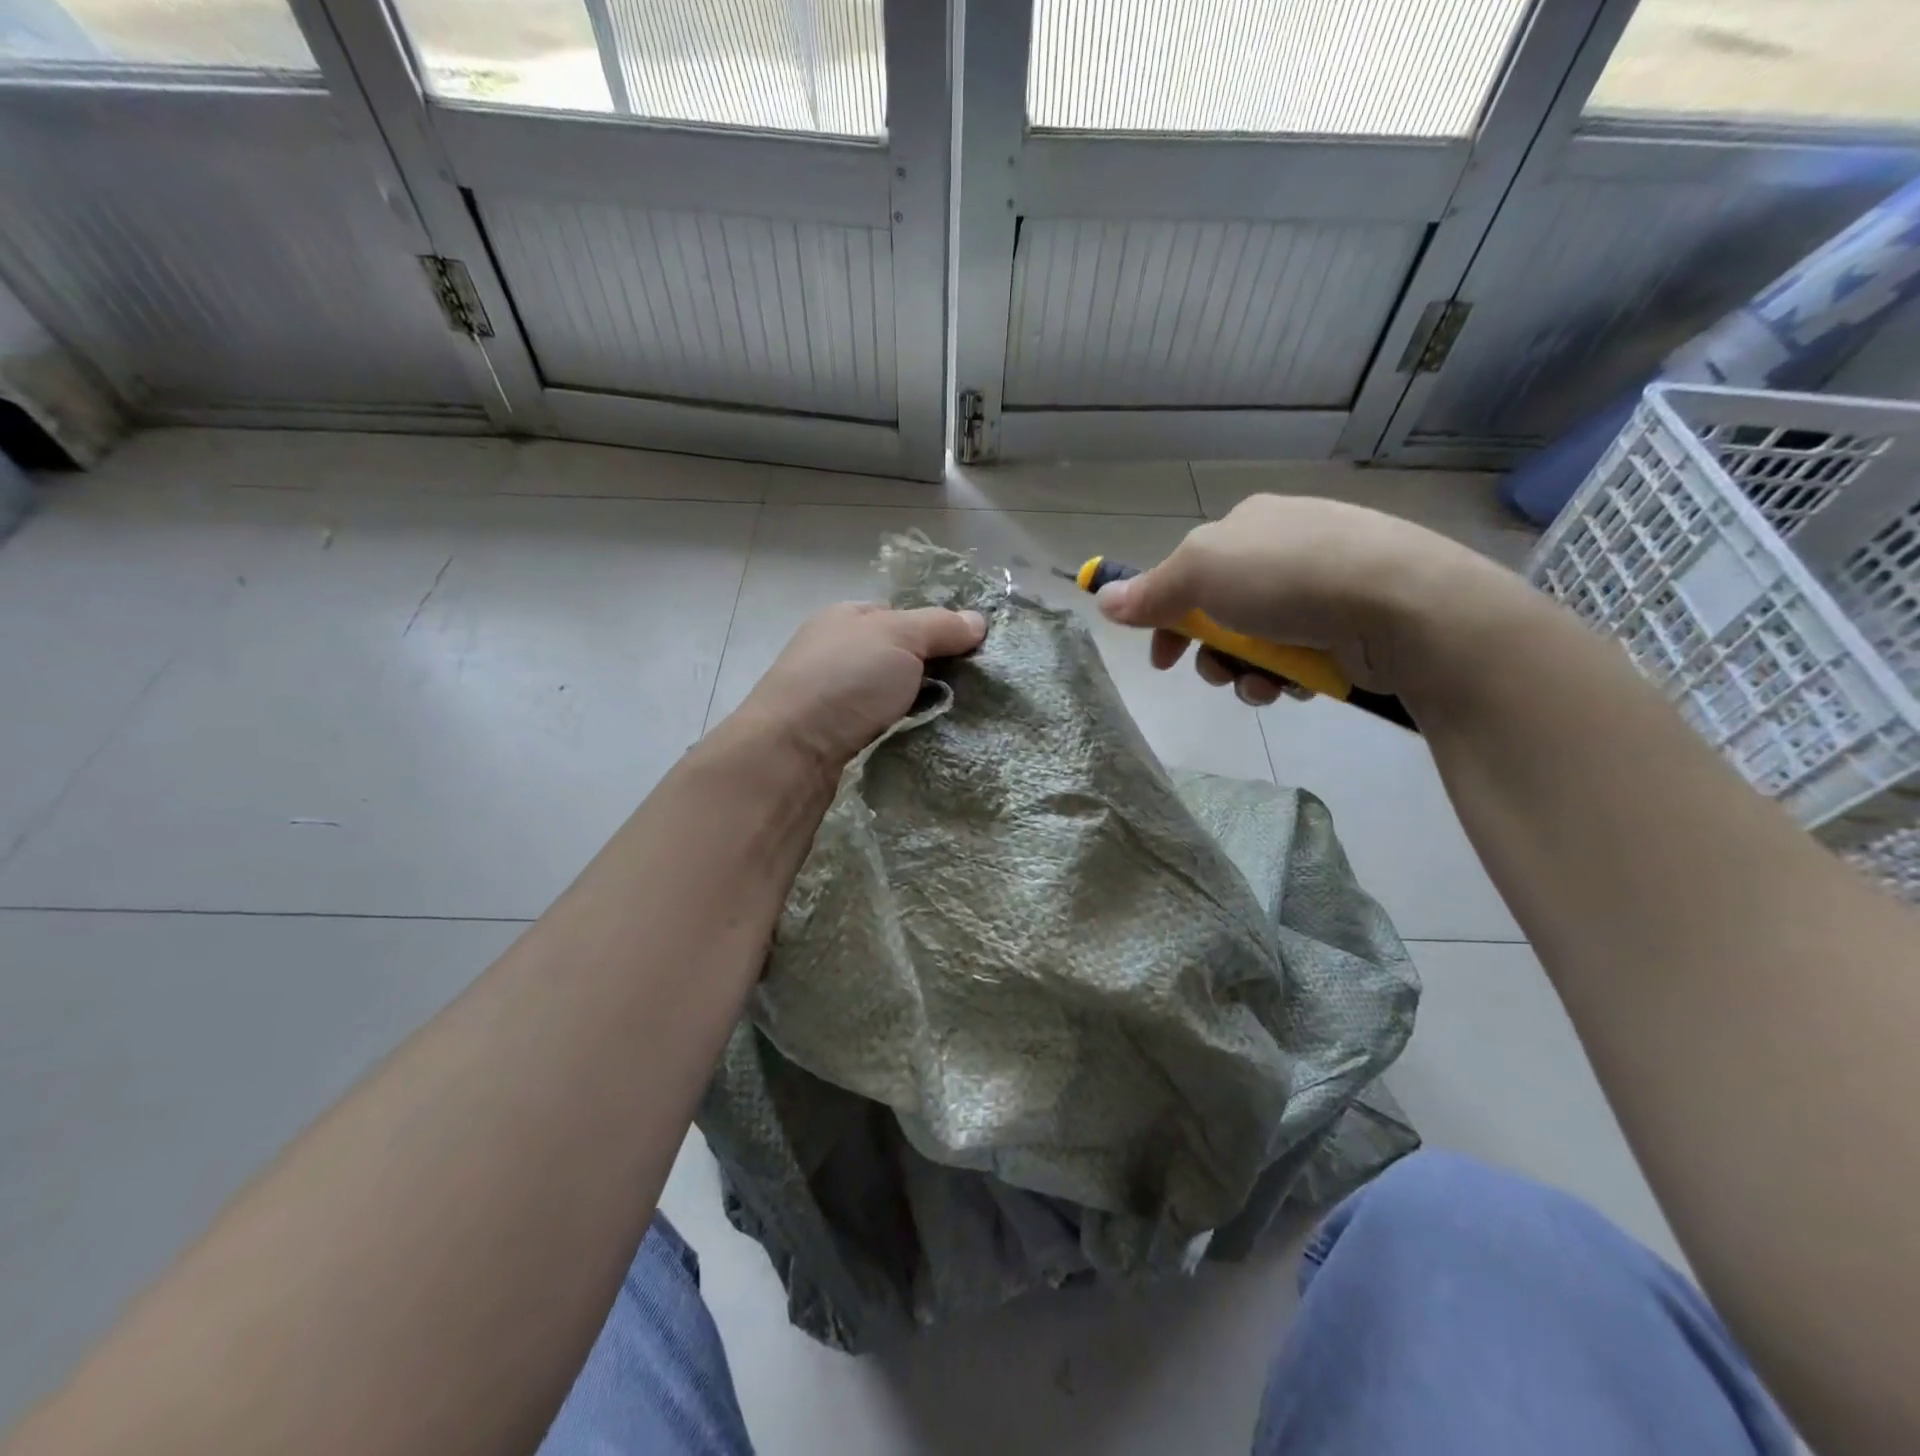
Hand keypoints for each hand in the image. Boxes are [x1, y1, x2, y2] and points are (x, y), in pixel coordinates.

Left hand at [729, 601, 987, 775]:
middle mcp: (837, 651)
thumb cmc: (846, 680)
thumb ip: (940, 626)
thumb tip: (979, 621)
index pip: (903, 617)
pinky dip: (902, 728)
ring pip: (892, 694)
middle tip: (970, 690)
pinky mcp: (835, 734)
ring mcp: (833, 695)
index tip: (971, 655)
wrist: (792, 750)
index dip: (937, 631)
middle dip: (933, 672)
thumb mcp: (900, 637)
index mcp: (847, 617)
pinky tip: (923, 737)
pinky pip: (882, 724)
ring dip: (919, 704)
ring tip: (955, 718)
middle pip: (900, 657)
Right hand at [1094, 494, 1514, 703]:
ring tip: (1260, 686)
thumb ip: (1150, 590)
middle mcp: (1284, 548)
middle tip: (1216, 675)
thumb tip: (1102, 599)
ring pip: (1258, 641)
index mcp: (1248, 525)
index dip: (1166, 617)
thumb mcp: (1201, 573)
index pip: (1189, 573)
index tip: (1160, 659)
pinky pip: (1299, 655)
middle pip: (1222, 612)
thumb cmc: (1288, 576)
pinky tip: (1295, 686)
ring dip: (1246, 671)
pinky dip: (1287, 676)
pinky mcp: (1352, 623)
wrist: (1402, 603)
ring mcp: (1323, 586)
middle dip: (1211, 653)